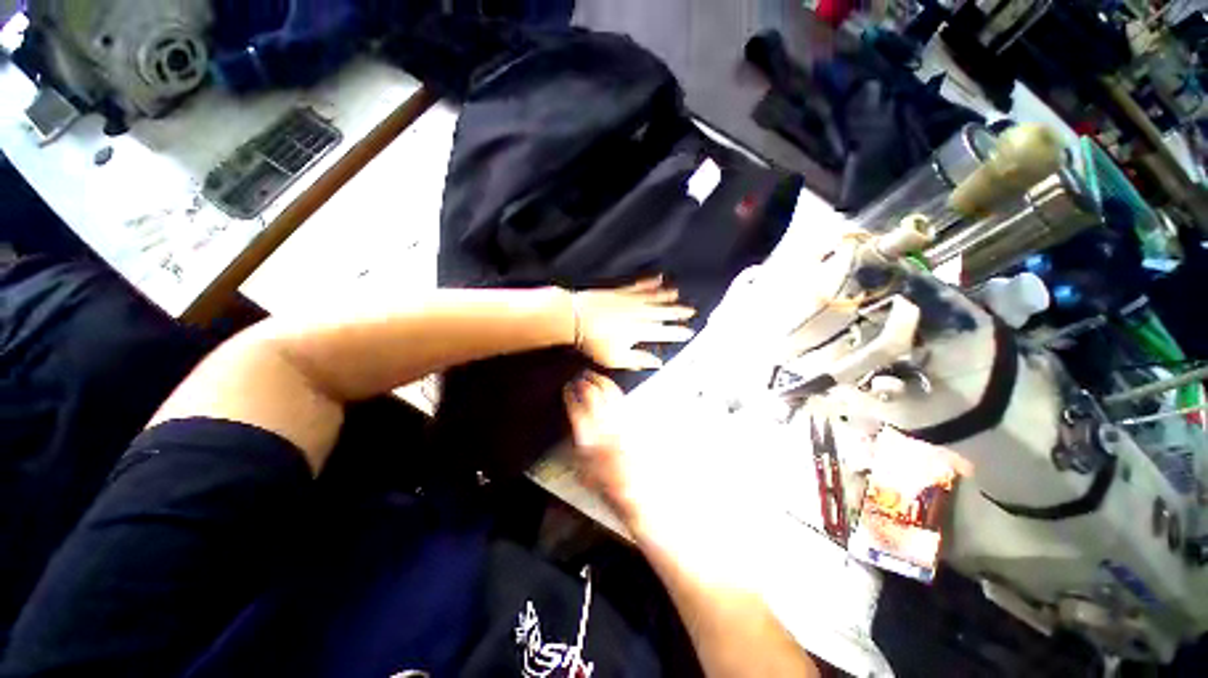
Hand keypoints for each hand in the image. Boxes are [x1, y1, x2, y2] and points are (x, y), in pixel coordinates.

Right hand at [563, 371, 645, 528]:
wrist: (639, 494)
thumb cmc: (609, 488)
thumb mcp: (583, 473)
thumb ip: (577, 448)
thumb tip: (574, 430)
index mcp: (591, 441)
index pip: (577, 410)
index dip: (570, 395)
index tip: (567, 388)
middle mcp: (606, 428)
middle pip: (595, 396)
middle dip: (585, 383)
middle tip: (579, 376)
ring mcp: (621, 424)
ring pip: (610, 395)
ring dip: (600, 381)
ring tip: (594, 375)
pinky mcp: (632, 425)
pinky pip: (622, 401)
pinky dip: (614, 390)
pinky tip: (610, 387)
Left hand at [573, 277, 694, 369]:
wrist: (576, 317)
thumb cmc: (594, 342)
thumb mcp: (616, 358)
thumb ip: (639, 360)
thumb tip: (658, 363)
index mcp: (640, 331)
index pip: (664, 333)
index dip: (678, 333)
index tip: (689, 332)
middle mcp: (640, 313)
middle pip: (663, 313)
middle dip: (678, 313)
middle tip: (692, 311)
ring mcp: (631, 300)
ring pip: (655, 298)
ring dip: (668, 297)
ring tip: (678, 296)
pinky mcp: (621, 291)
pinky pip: (640, 285)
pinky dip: (650, 282)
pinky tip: (658, 277)